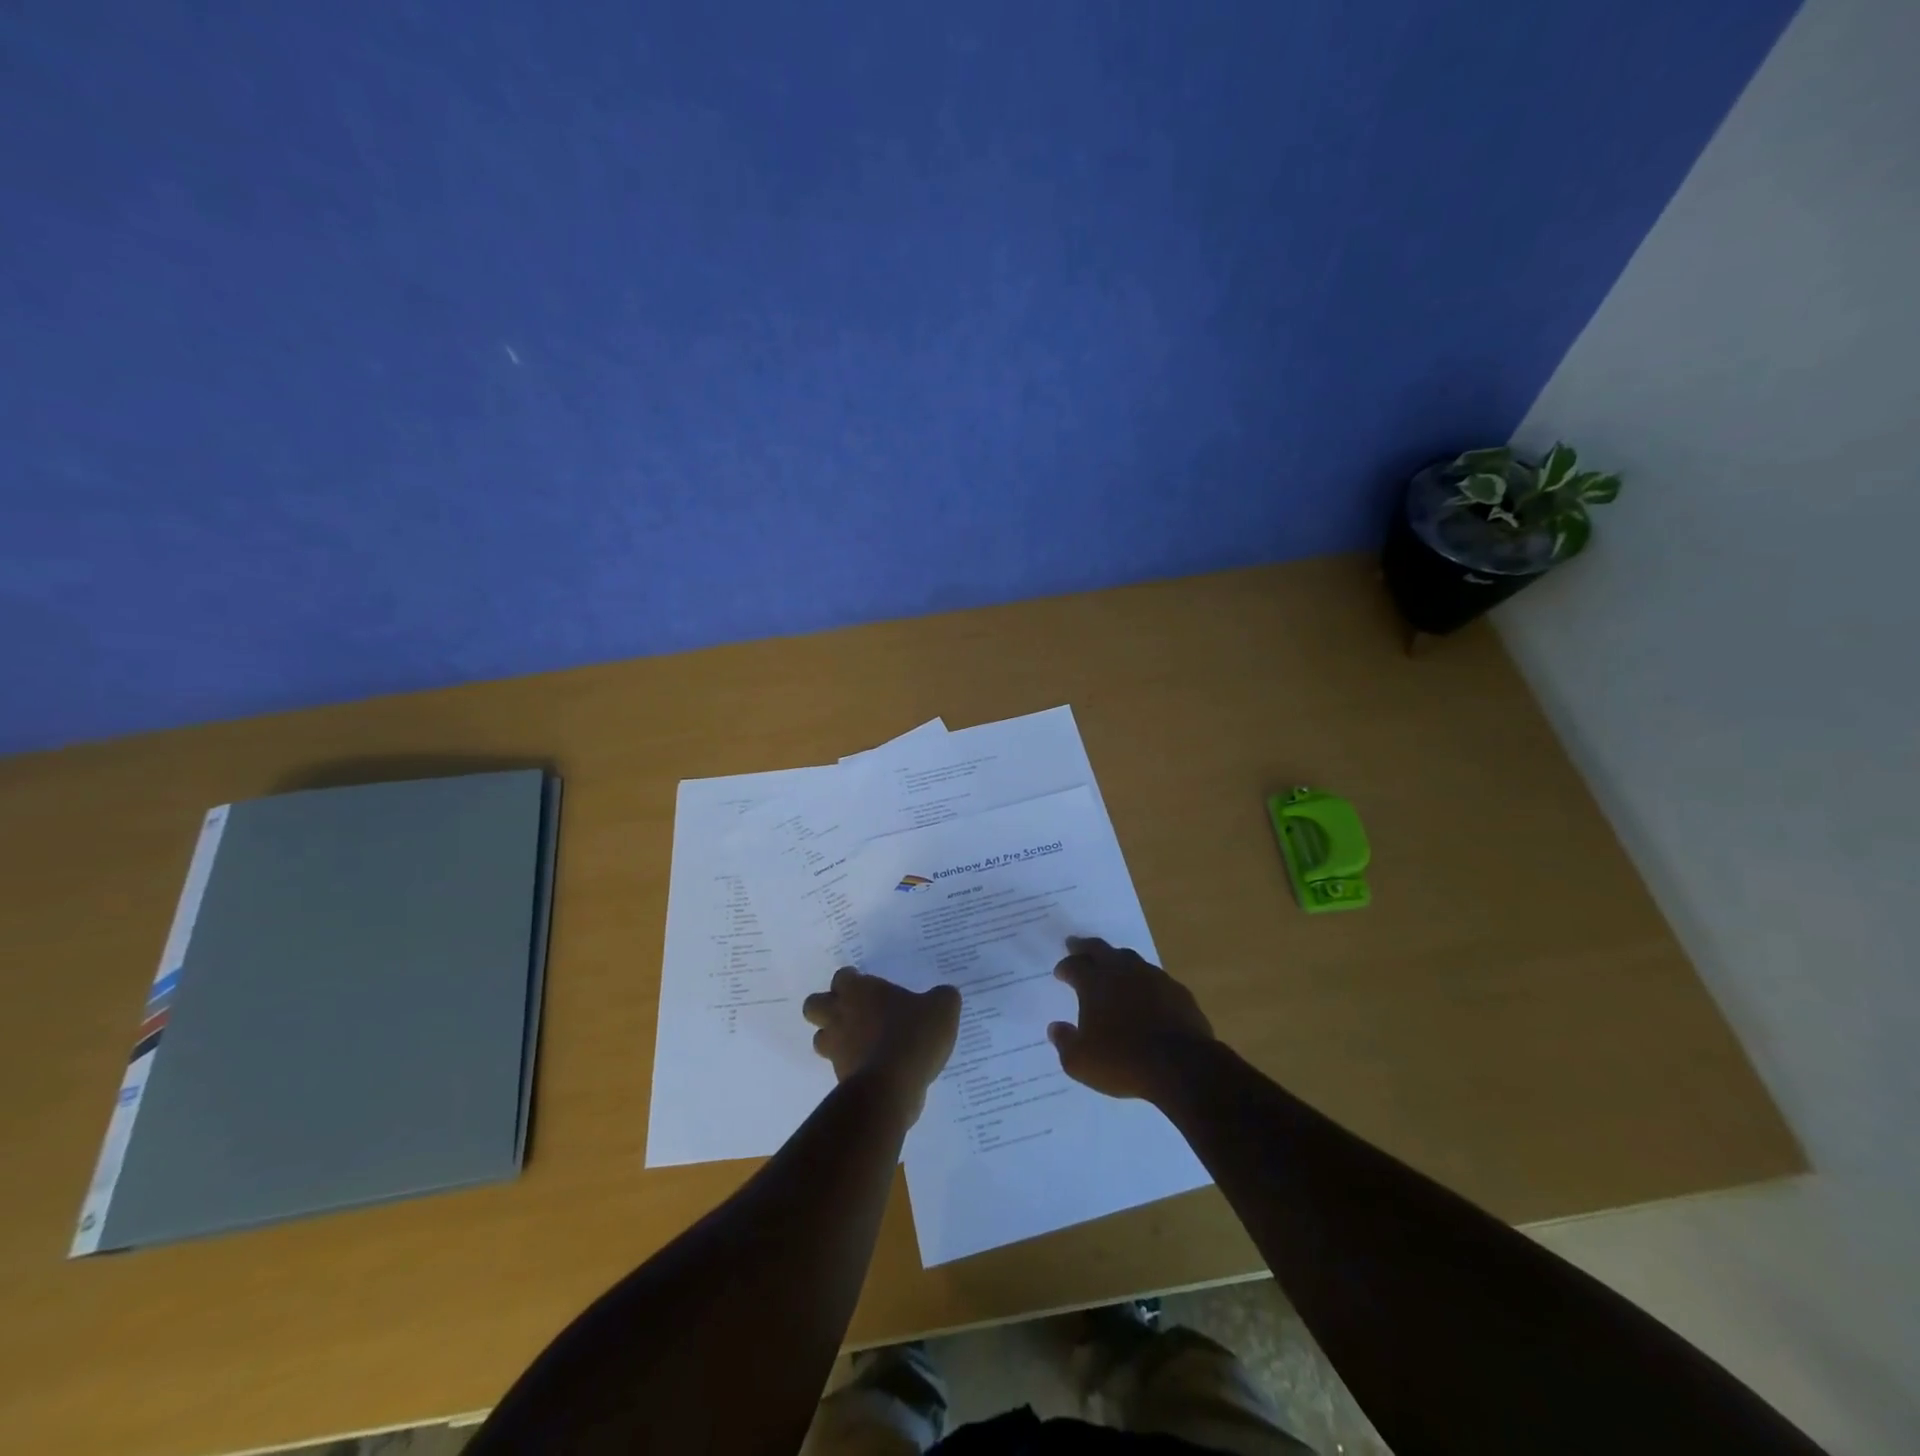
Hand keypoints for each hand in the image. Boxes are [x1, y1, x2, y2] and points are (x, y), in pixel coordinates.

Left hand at [802, 967, 960, 1110]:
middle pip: (813, 1006)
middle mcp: (840, 1016)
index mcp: (858, 992)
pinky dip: (852, 1067)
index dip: (851, 980)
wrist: (893, 1086)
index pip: (842, 977)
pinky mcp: (841, 1079)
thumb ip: (942, 997)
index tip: (865, 984)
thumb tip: (944, 995)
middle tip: (852, 1011)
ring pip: (820, 1039)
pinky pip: (840, 1068)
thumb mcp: (942, 1008)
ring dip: (834, 1039)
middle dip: (827, 1007)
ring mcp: (837, 1049)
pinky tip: (876, 1068)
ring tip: (860, 1042)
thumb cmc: (913, 1035)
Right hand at [1048, 936, 1215, 1100]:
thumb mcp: (1080, 1062)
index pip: (1074, 965)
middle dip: (1085, 947)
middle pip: (1099, 949)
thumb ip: (1064, 1042)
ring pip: (1129, 958)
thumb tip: (1055, 1028)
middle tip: (1075, 944)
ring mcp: (1153, 978)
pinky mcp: (1177, 991)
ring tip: (1111, 965)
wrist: (1182, 1066)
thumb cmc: (1123, 1062)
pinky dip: (1144, 981)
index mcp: (1095, 983)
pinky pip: (1155, 978)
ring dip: (1116, 960)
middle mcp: (1122, 972)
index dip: (1065, 967)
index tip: (1060, 972)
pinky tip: (1145, 991)